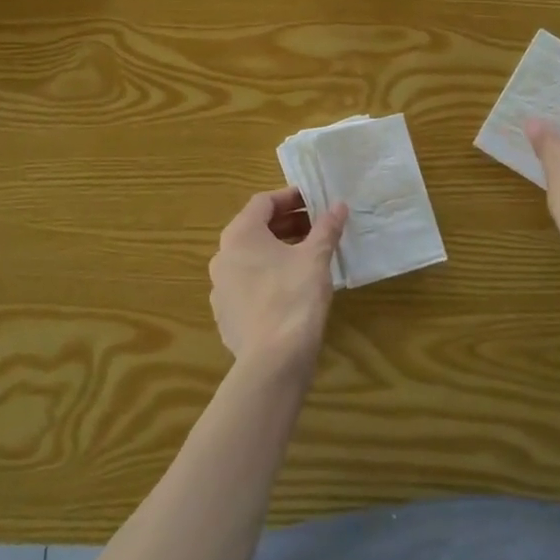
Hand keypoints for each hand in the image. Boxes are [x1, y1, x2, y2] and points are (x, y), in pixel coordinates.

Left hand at [209, 188, 348, 372]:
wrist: (273, 361)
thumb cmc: (294, 297)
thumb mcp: (316, 258)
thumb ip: (326, 228)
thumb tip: (339, 206)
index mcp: (240, 235)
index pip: (263, 202)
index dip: (290, 197)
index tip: (314, 200)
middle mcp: (222, 256)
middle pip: (255, 229)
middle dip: (286, 224)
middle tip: (316, 226)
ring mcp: (220, 288)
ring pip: (250, 258)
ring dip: (277, 250)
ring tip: (307, 254)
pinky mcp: (225, 314)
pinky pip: (247, 284)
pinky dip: (267, 276)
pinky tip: (290, 287)